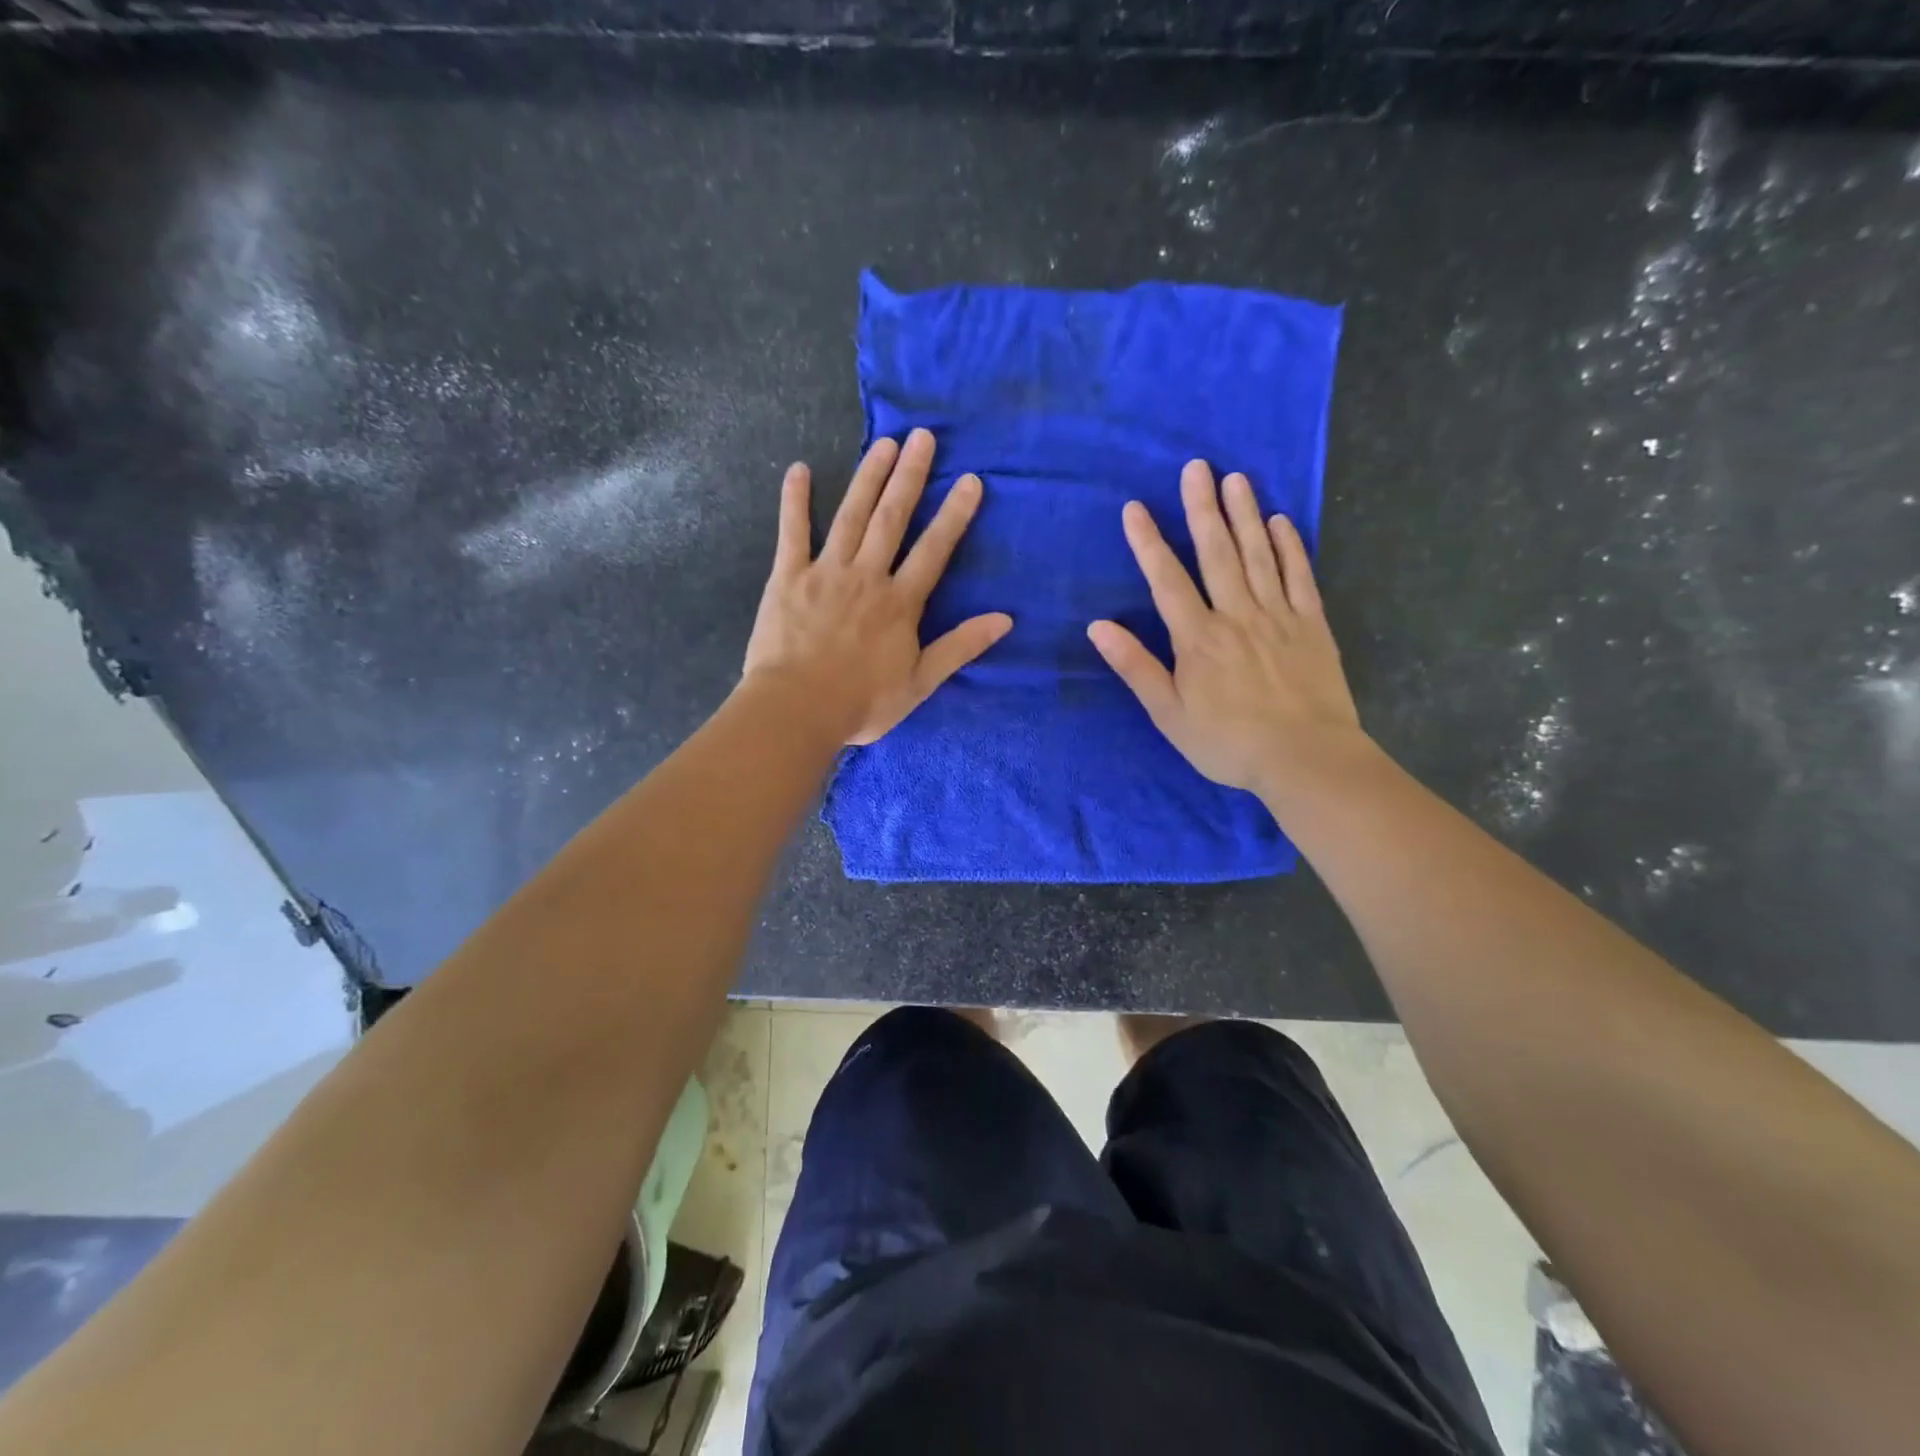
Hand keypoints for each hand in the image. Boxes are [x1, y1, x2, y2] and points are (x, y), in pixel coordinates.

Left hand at [742, 428, 1012, 745]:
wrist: (797, 710)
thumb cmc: (862, 702)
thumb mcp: (920, 682)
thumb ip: (960, 647)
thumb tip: (1005, 620)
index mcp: (900, 602)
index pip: (934, 550)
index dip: (954, 514)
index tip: (970, 481)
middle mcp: (867, 576)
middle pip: (892, 518)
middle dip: (910, 476)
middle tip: (923, 437)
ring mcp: (825, 572)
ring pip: (851, 515)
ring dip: (869, 477)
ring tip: (885, 443)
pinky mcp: (788, 577)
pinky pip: (792, 532)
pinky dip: (795, 500)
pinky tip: (798, 469)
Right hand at [1087, 460, 1362, 797]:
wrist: (1305, 759)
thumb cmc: (1228, 743)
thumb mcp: (1169, 714)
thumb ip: (1135, 667)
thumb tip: (1098, 627)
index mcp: (1197, 638)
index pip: (1167, 580)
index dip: (1148, 542)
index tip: (1135, 508)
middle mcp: (1236, 615)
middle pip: (1216, 553)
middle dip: (1202, 509)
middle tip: (1196, 467)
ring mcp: (1278, 616)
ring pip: (1258, 555)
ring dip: (1245, 514)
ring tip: (1236, 478)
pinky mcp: (1312, 625)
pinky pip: (1300, 576)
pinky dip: (1290, 547)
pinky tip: (1281, 522)